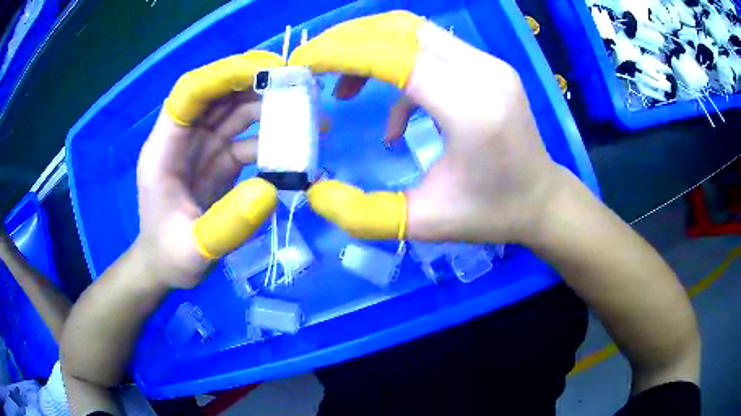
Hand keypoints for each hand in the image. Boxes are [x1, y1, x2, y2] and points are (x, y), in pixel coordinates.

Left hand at [136, 51, 283, 288]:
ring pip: (236, 110)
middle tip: (300, 84)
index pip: (190, 92)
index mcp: (164, 148)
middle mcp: (184, 138)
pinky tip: (297, 151)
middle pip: (218, 94)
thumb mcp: (192, 250)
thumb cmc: (169, 257)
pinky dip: (272, 139)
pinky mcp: (219, 159)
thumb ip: (226, 225)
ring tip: (309, 114)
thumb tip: (270, 190)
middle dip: (256, 83)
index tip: (268, 70)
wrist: (165, 266)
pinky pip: (247, 138)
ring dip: (270, 107)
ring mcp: (203, 147)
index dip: (224, 75)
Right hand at [289, 12, 565, 243]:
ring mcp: (490, 64)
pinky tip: (396, 116)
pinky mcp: (489, 67)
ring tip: (346, 87)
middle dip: (349, 41)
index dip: (341, 53)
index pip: (394, 56)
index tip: (303, 62)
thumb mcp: (425, 223)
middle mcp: (484, 72)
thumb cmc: (491, 214)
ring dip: (372, 48)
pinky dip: (400, 69)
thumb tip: (315, 194)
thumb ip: (365, 214)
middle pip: (402, 29)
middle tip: (315, 65)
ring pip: (416, 32)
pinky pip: (433, 51)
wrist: (542, 200)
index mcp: (471, 108)